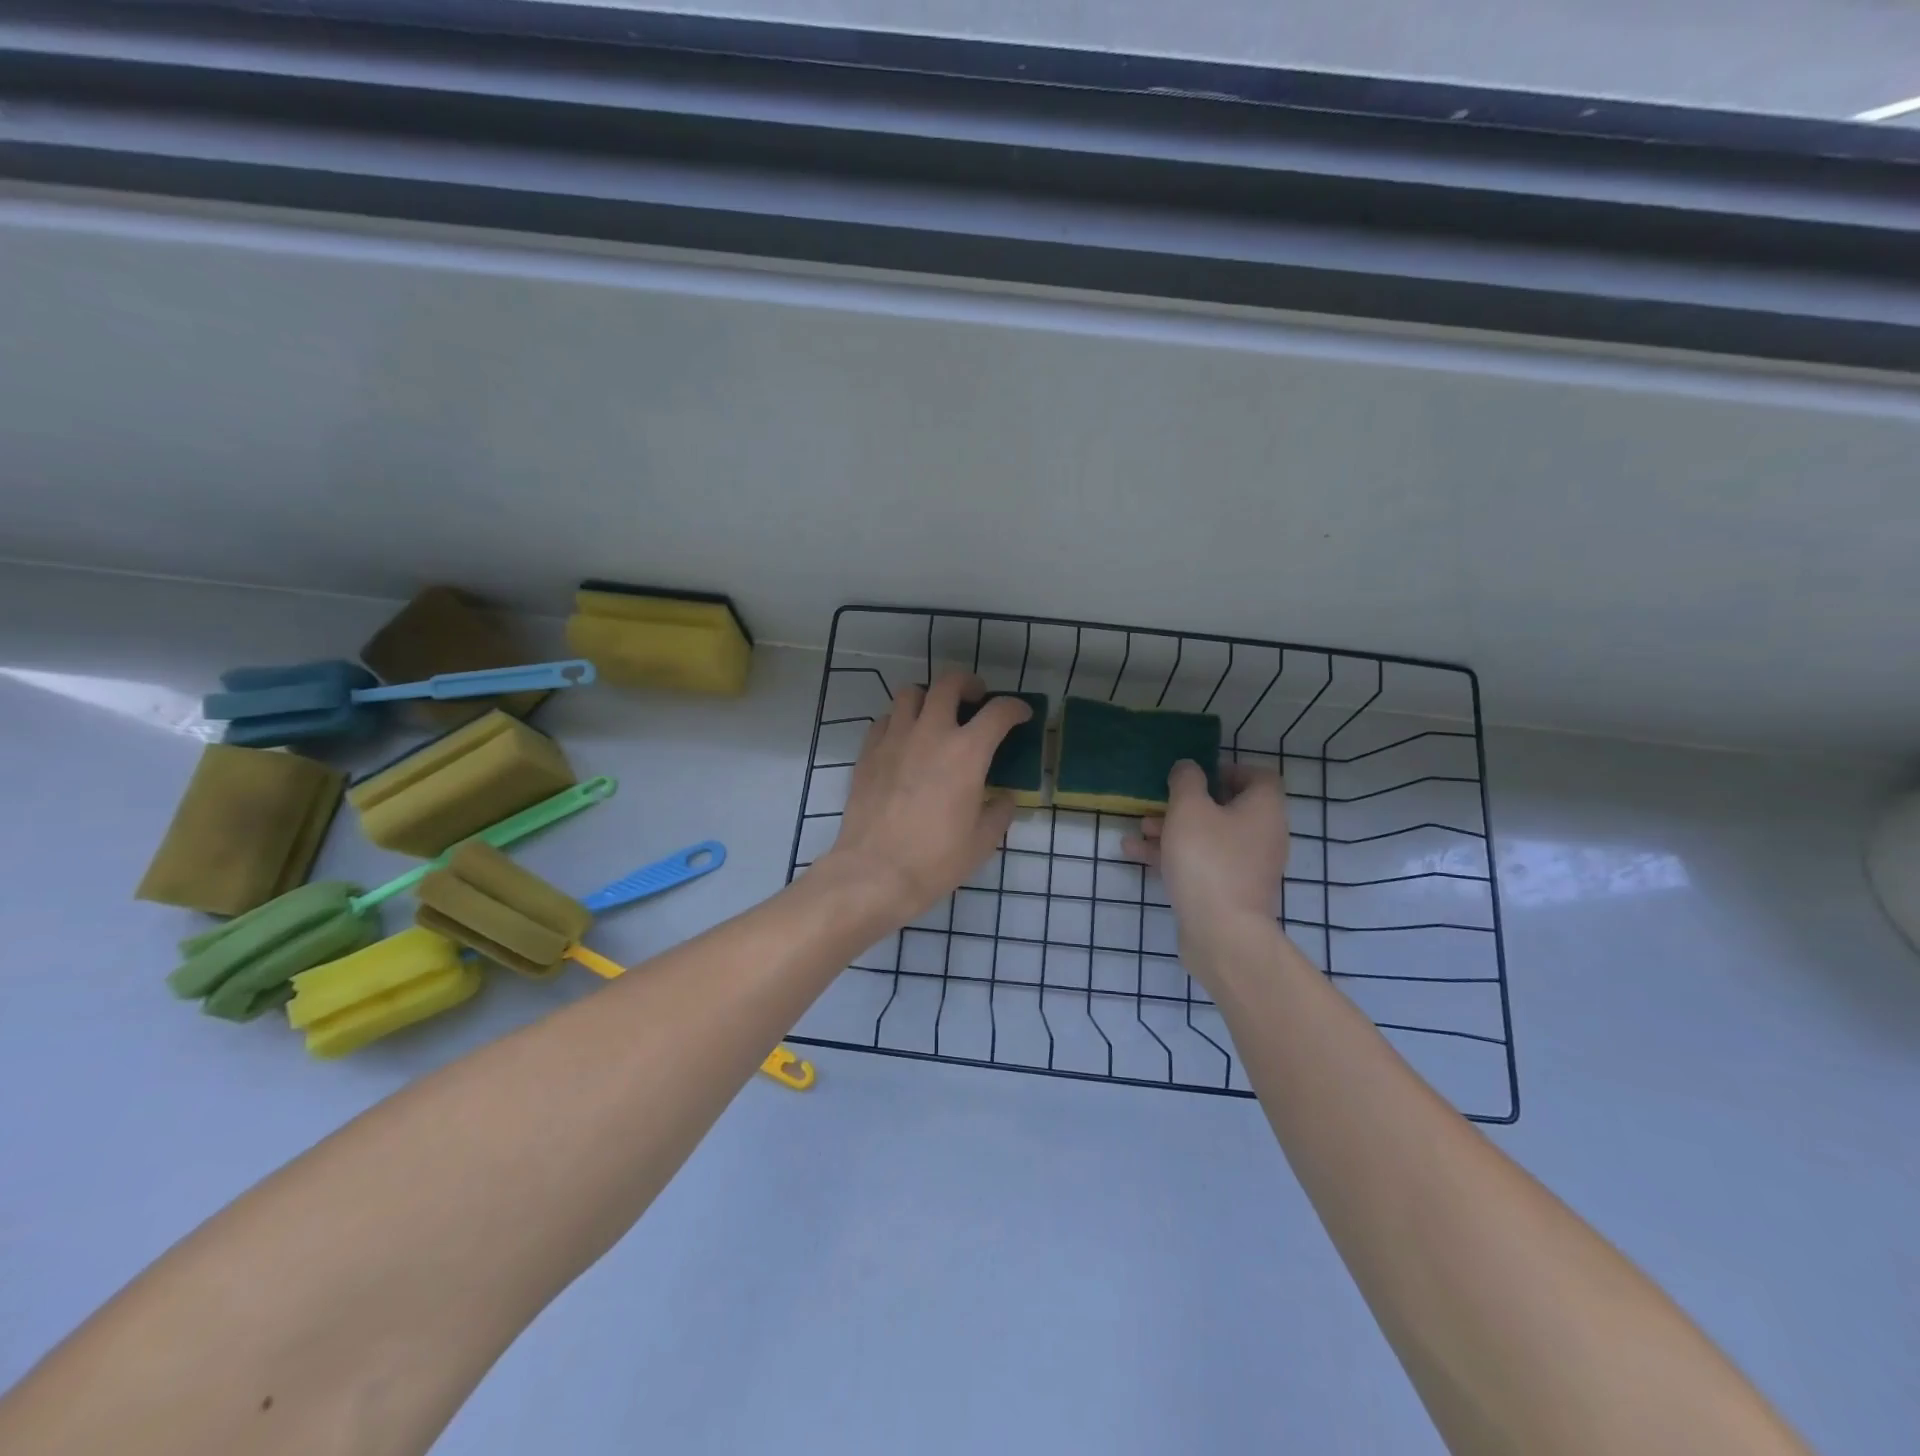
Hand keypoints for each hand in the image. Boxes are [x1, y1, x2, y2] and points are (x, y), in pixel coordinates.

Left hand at [821, 673, 1032, 925]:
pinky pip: (884, 720)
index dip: (1015, 708)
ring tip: (935, 716)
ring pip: (910, 693)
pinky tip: (905, 741)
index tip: (1020, 715)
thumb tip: (1002, 797)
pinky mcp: (867, 753)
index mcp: (967, 752)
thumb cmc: (935, 860)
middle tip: (975, 698)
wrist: (874, 873)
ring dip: (929, 697)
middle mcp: (930, 733)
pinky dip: (899, 721)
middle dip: (968, 684)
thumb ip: (999, 812)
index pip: (999, 712)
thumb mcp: (982, 842)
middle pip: (949, 683)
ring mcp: (894, 739)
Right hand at [1123, 762, 1288, 949]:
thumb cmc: (1208, 860)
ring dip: (1173, 829)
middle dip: (1187, 803)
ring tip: (1138, 828)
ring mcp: (1246, 867)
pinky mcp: (1228, 891)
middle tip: (1159, 801)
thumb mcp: (1189, 809)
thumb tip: (1188, 768)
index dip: (1228, 769)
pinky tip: (1135, 853)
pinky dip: (1173, 855)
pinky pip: (1200, 863)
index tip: (1196, 773)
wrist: (1222, 933)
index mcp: (1263, 810)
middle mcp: (1262, 835)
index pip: (1258, 777)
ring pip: (1208, 837)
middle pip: (1226, 808)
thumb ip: (1186, 781)